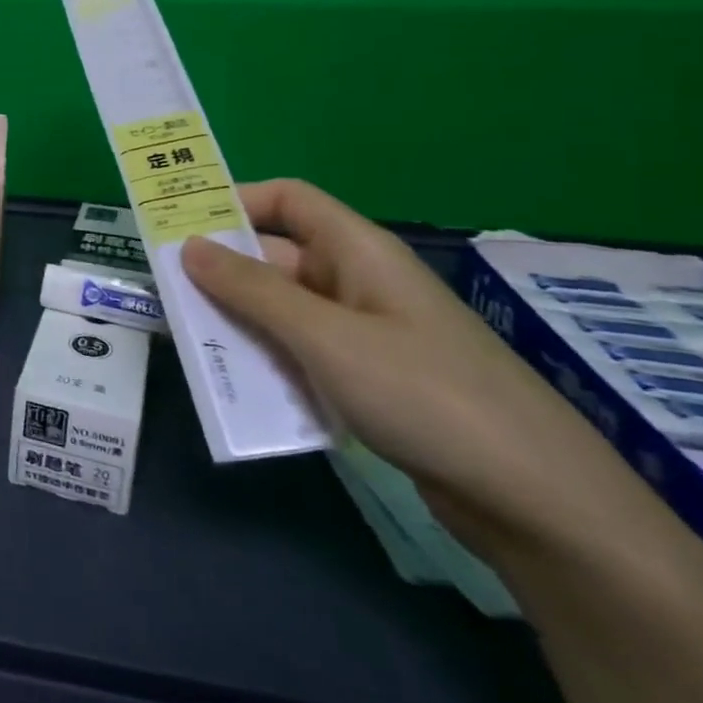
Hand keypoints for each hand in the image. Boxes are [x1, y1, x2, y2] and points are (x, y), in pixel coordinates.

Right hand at [181, 180, 647, 557]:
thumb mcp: (325, 337)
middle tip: (165, 293)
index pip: (289, 200)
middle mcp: (360, 283)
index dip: (234, 201)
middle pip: (277, 257)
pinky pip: (301, 353)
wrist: (537, 502)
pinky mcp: (369, 381)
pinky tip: (238, 386)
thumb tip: (189, 245)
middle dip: (221, 271)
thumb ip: (251, 290)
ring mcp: (366, 334)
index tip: (179, 226)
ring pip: (283, 310)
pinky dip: (266, 360)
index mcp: (359, 252)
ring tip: (187, 341)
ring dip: (238, 321)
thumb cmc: (425, 396)